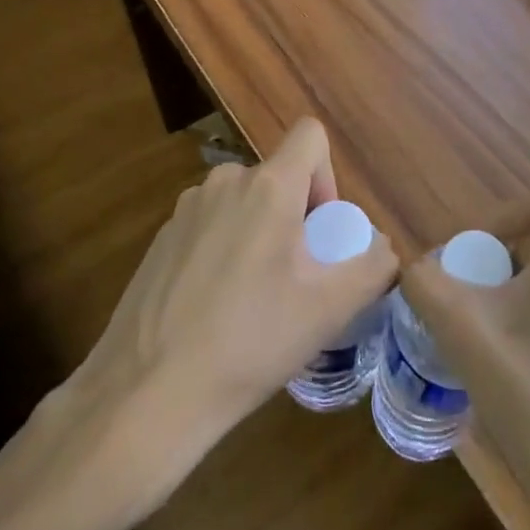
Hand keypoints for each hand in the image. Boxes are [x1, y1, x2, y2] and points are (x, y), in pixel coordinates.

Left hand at [26, 119, 397, 529]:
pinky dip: (224, 251)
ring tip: (254, 299)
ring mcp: (185, 209)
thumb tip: (383, 248)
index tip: (321, 230)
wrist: (145, 395)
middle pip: (278, 176)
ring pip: (243, 203)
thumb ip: (373, 266)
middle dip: (295, 216)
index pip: (310, 135)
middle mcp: (225, 182)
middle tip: (295, 278)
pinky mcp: (159, 239)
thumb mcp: (330, 310)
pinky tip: (214, 310)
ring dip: (259, 233)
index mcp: (268, 186)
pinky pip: (210, 226)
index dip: (328, 174)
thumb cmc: (249, 341)